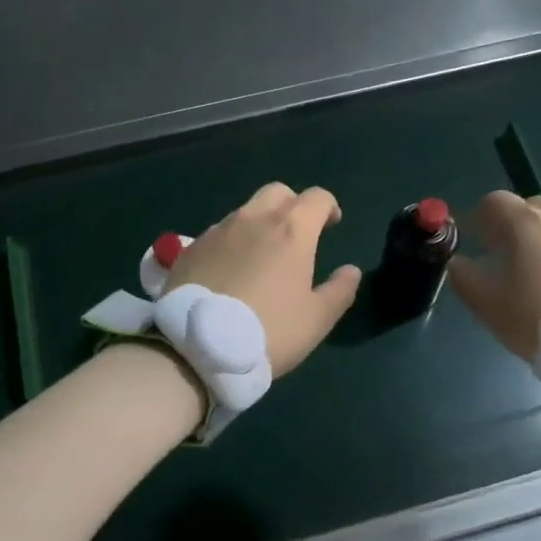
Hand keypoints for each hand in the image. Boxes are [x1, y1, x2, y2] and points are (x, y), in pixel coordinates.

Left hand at [167, 183, 362, 376]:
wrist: (198, 347)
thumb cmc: (269, 331)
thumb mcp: (317, 319)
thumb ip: (340, 290)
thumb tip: (350, 270)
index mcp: (291, 229)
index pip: (317, 197)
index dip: (329, 208)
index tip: (332, 225)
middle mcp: (253, 218)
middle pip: (278, 193)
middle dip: (292, 205)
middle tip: (297, 235)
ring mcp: (217, 230)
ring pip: (245, 212)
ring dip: (259, 224)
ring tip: (260, 258)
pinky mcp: (190, 248)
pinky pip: (218, 234)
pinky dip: (231, 244)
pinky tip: (229, 272)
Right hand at [448, 192, 540, 360]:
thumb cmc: (539, 319)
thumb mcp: (489, 306)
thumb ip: (465, 278)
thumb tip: (457, 263)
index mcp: (527, 224)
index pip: (495, 201)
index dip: (480, 217)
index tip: (477, 240)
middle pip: (531, 206)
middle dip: (515, 223)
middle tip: (508, 254)